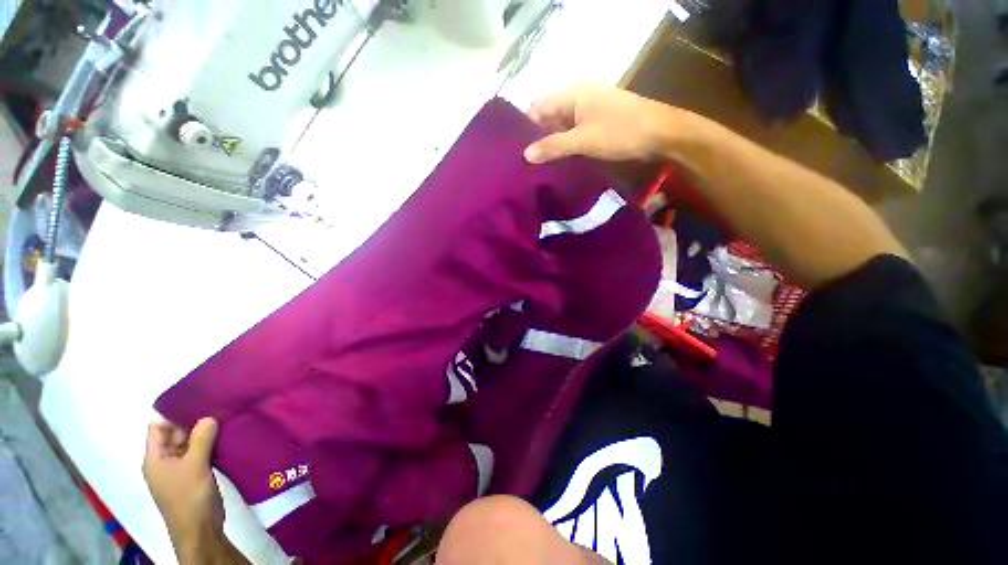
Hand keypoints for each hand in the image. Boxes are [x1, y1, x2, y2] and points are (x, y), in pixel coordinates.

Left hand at [143, 418, 223, 559]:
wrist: (200, 530)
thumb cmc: (189, 497)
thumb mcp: (194, 466)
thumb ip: (200, 439)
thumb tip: (209, 416)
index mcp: (155, 458)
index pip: (158, 427)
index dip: (174, 414)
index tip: (199, 401)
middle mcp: (164, 461)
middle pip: (176, 434)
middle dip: (194, 422)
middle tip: (218, 407)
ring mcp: (180, 469)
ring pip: (190, 443)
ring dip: (205, 433)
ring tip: (226, 419)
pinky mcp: (195, 475)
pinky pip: (200, 453)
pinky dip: (211, 444)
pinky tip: (227, 437)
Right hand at [524, 84, 682, 164]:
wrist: (661, 134)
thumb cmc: (620, 132)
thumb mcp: (583, 140)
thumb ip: (553, 146)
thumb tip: (525, 155)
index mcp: (572, 93)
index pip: (538, 108)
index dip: (526, 129)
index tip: (517, 152)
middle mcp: (578, 97)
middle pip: (549, 118)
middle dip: (538, 139)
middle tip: (526, 164)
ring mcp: (589, 110)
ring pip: (562, 128)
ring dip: (552, 145)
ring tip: (538, 167)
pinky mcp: (598, 123)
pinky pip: (574, 134)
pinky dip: (566, 146)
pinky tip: (559, 163)